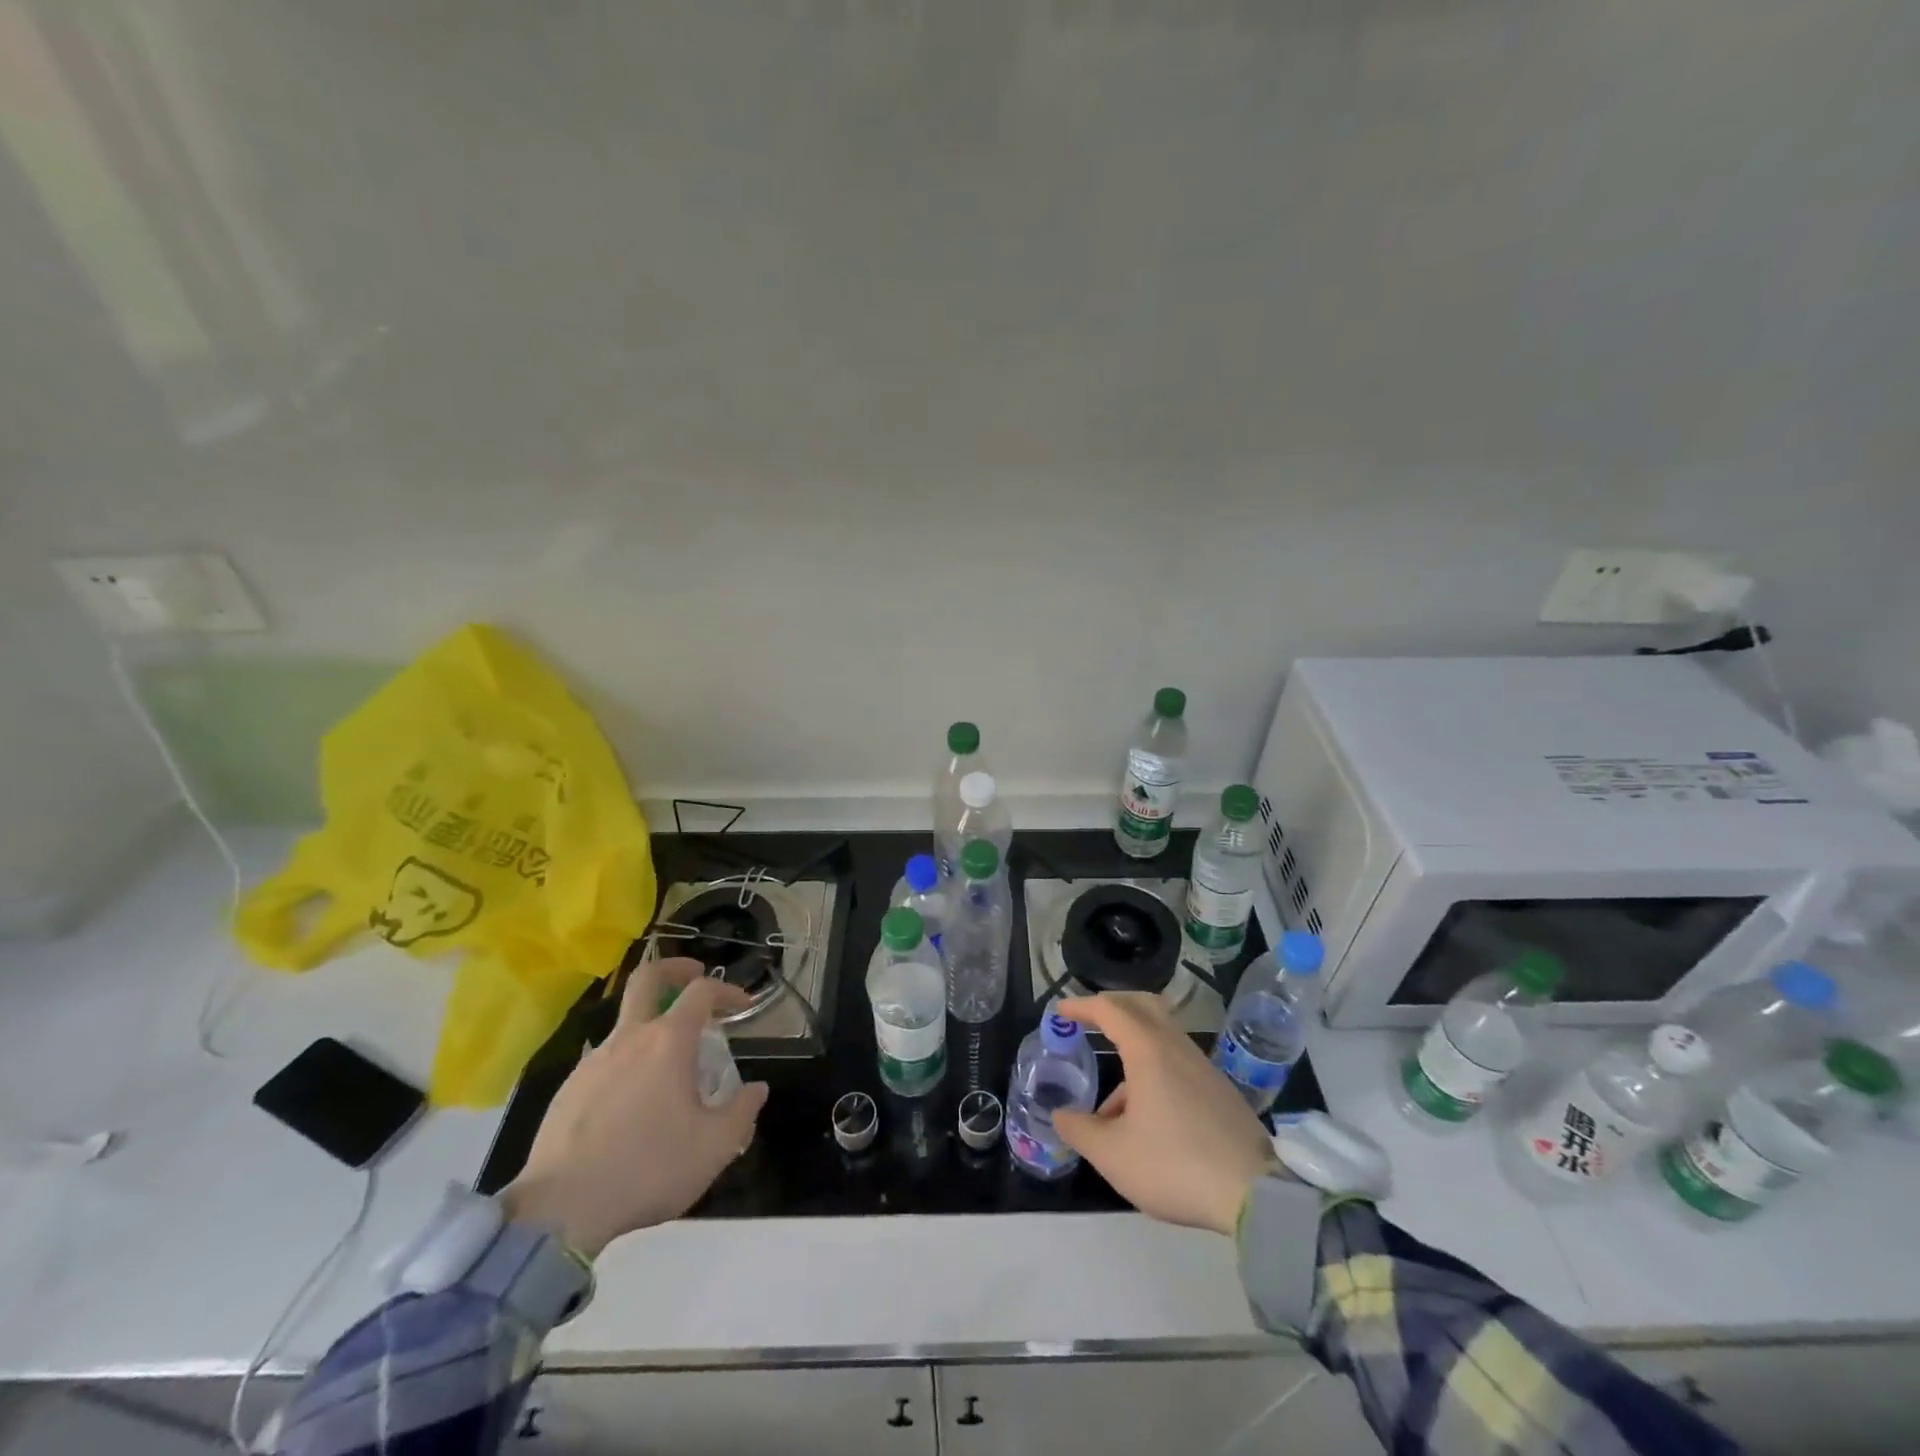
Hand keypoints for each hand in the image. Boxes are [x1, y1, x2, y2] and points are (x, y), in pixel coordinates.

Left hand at [502, 958, 767, 1256]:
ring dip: (651, 1026)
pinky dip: (627, 1063)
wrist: (560, 1213)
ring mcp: (592, 1062)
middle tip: (694, 975)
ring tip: (669, 1064)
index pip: (702, 992)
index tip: (743, 1005)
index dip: (727, 990)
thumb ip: (742, 1111)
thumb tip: (756, 1089)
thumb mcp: (715, 1147)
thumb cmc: (648, 1169)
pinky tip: (633, 1102)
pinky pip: (605, 1061)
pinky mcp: (567, 1090)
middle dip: (675, 968)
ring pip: (625, 1023)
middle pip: (647, 978)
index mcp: (668, 1042)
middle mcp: (629, 1039)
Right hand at [1051, 993, 1278, 1235]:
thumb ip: (1079, 1130)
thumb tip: (1060, 1115)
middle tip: (1088, 1022)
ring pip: (1160, 1038)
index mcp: (1148, 1051)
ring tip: (1111, 1106)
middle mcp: (1176, 1047)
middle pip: (1142, 1006)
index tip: (1060, 1012)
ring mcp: (1202, 1067)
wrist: (1255, 1195)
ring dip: (1131, 1050)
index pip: (1110, 1009)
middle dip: (1112, 1007)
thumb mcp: (1113, 1155)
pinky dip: (1153, 1071)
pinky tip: (1145, 1120)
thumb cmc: (1175, 1165)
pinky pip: (1177, 1062)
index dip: (1082, 1006)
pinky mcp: (1219, 1089)